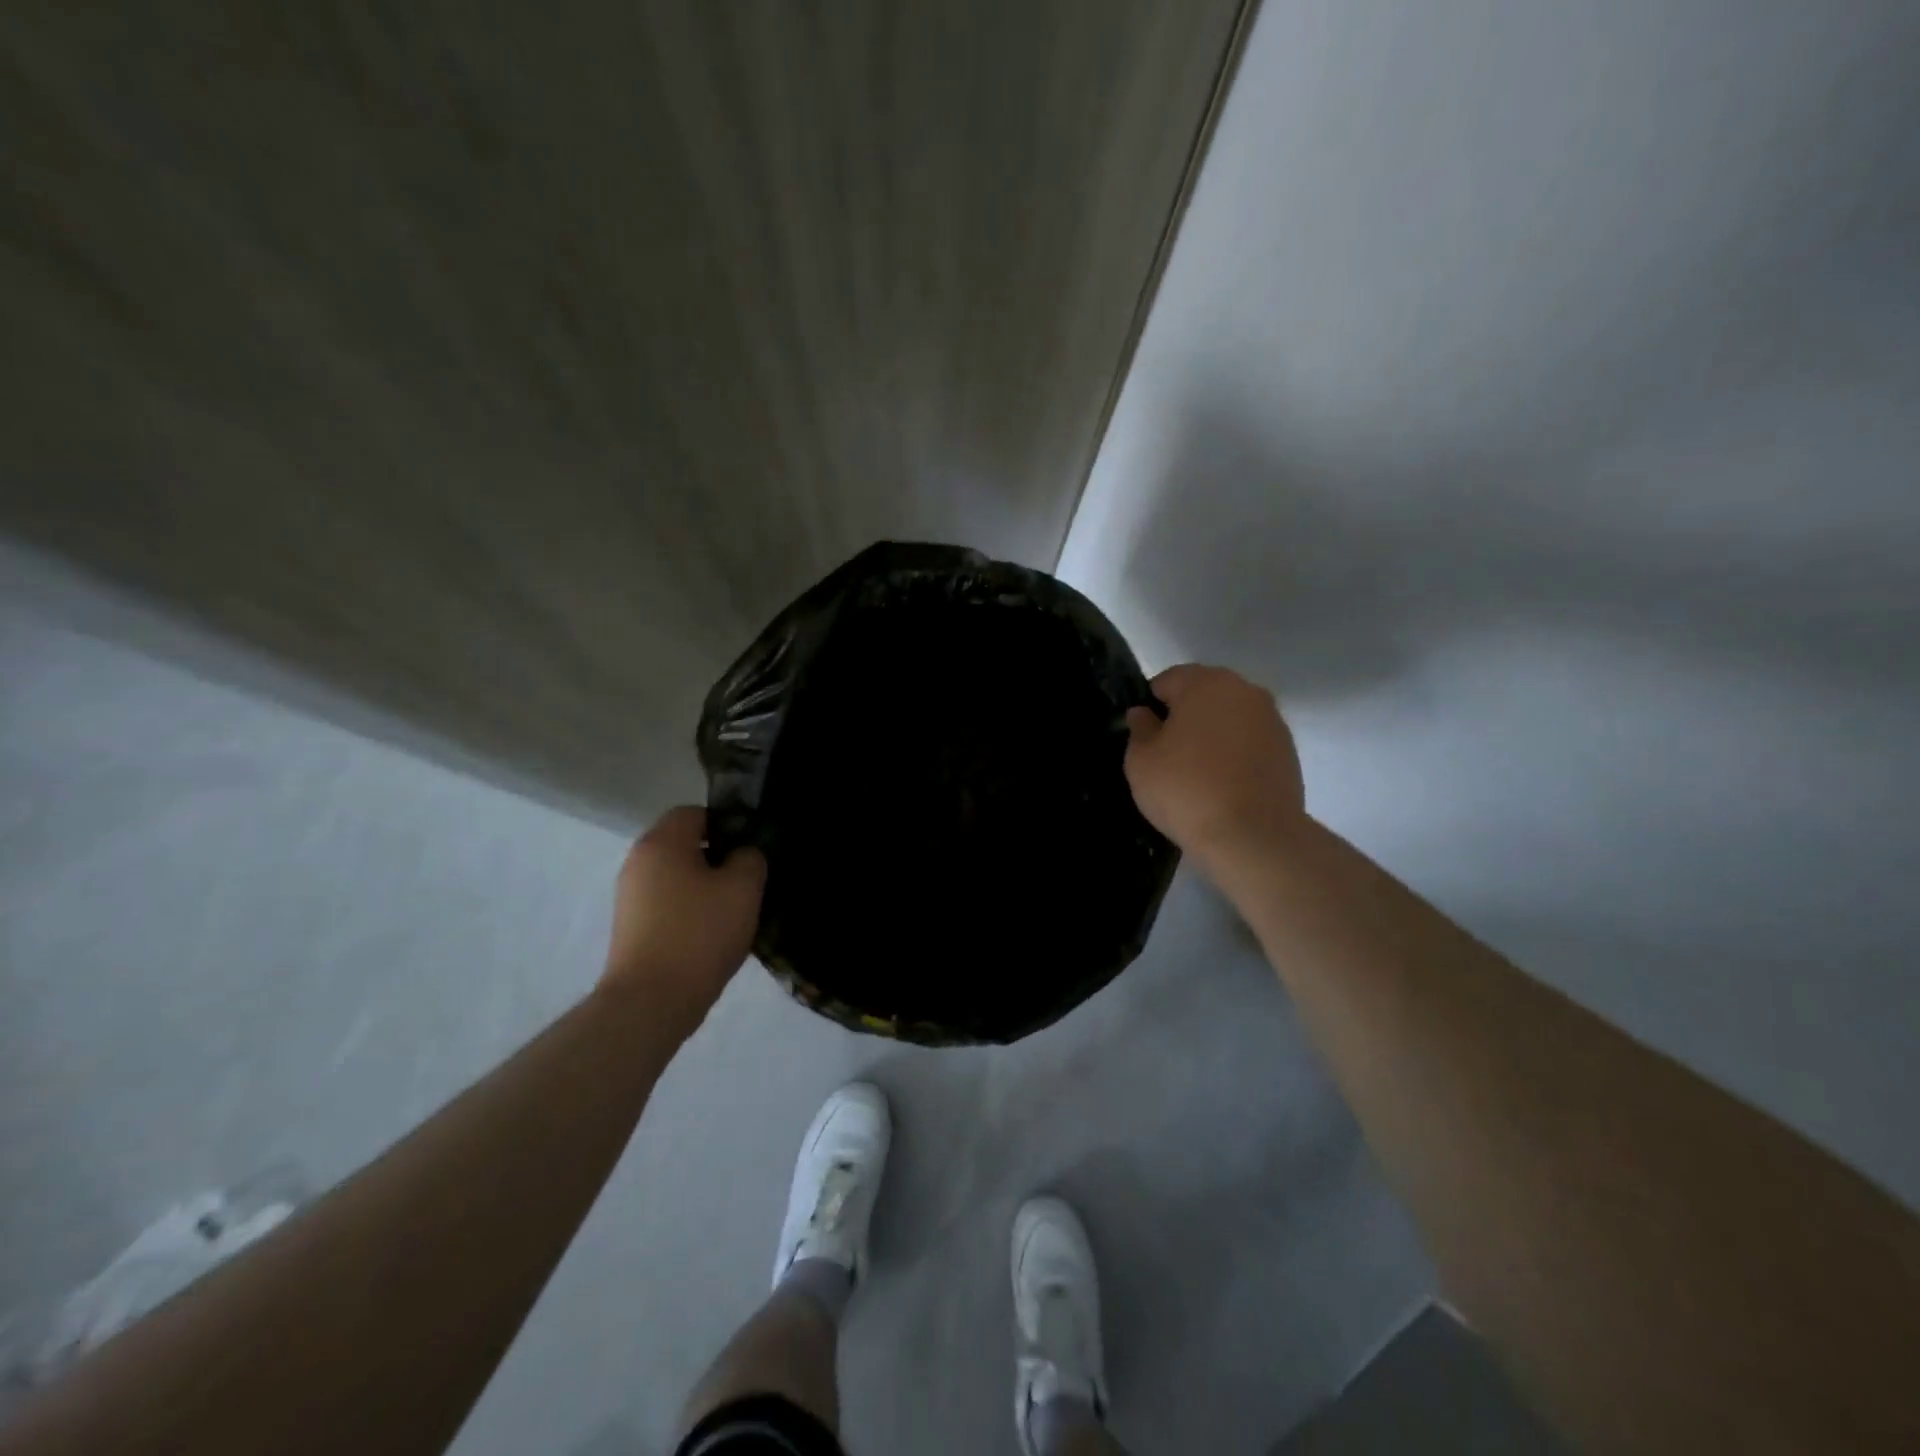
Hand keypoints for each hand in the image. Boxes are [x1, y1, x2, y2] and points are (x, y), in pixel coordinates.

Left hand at [600, 806, 765, 1032]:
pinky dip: (689, 910)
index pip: (695, 812)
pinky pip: (667, 903)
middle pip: (684, 844)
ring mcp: (629, 896)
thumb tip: (743, 854)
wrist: (651, 1002)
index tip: (751, 849)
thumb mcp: (743, 888)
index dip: (727, 824)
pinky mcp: (630, 927)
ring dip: (705, 886)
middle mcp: (638, 862)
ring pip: (677, 876)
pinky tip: (711, 933)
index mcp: (661, 842)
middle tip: (748, 880)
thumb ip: (750, 858)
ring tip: (733, 910)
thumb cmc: (700, 934)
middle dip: (718, 857)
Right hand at [1124, 664, 1305, 861]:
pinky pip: (1250, 741)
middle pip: (1203, 694)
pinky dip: (1235, 753)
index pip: (1167, 680)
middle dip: (1185, 716)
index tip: (1145, 738)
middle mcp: (1244, 690)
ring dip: (1213, 734)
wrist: (1252, 837)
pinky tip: (1224, 784)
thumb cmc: (1186, 790)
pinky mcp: (1288, 749)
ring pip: (1229, 717)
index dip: (1151, 706)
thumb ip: (1140, 729)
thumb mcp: (1141, 761)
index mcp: (1206, 683)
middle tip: (1169, 755)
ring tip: (1198, 773)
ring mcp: (1272, 719)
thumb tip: (1144, 714)